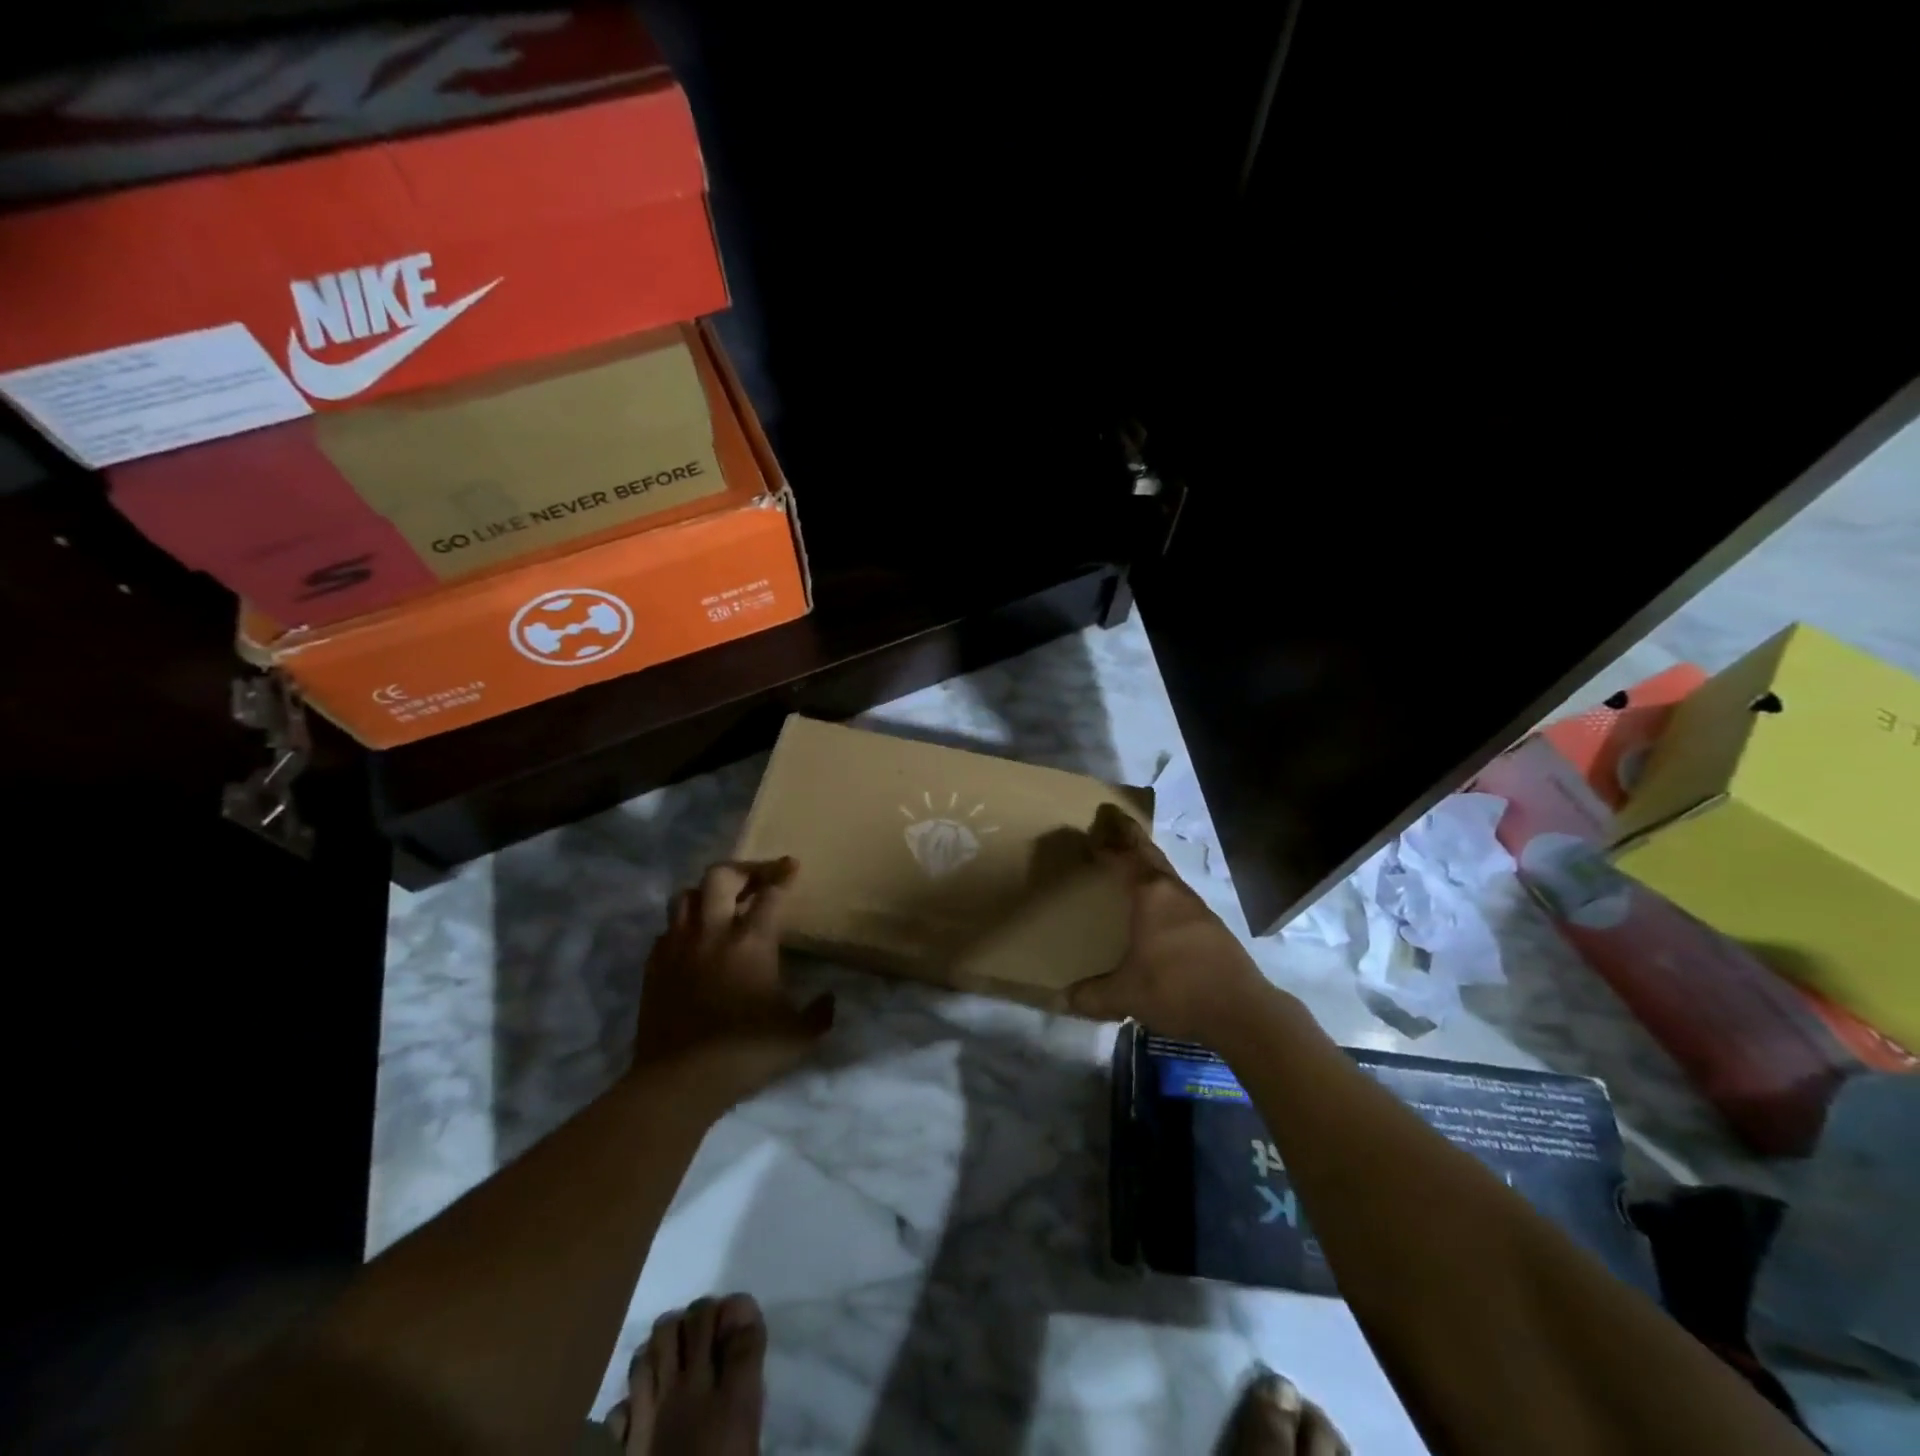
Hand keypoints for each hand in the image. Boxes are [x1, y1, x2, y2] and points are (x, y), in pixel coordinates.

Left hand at [632, 859, 833, 1102]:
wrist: (679, 1082)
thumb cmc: (745, 1053)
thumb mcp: (798, 1036)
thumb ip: (819, 1013)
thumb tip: (829, 999)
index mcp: (751, 941)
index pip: (770, 894)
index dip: (783, 875)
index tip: (793, 866)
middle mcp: (712, 932)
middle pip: (720, 876)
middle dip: (742, 870)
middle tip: (757, 880)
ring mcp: (678, 946)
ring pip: (685, 895)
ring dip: (706, 893)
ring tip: (722, 904)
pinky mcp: (654, 966)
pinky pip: (667, 929)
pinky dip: (683, 925)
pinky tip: (694, 940)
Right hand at [1066, 804, 1273, 1041]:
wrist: (1241, 1011)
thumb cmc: (1176, 989)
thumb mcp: (1126, 995)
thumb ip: (1092, 995)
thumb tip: (1064, 1000)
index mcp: (1151, 896)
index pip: (1123, 859)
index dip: (1107, 844)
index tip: (1093, 829)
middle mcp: (1174, 893)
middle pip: (1149, 855)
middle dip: (1131, 836)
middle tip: (1115, 820)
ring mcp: (1197, 909)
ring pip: (1167, 874)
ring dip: (1149, 862)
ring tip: (1133, 860)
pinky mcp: (1212, 928)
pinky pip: (1178, 895)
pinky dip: (1162, 887)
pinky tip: (1159, 906)